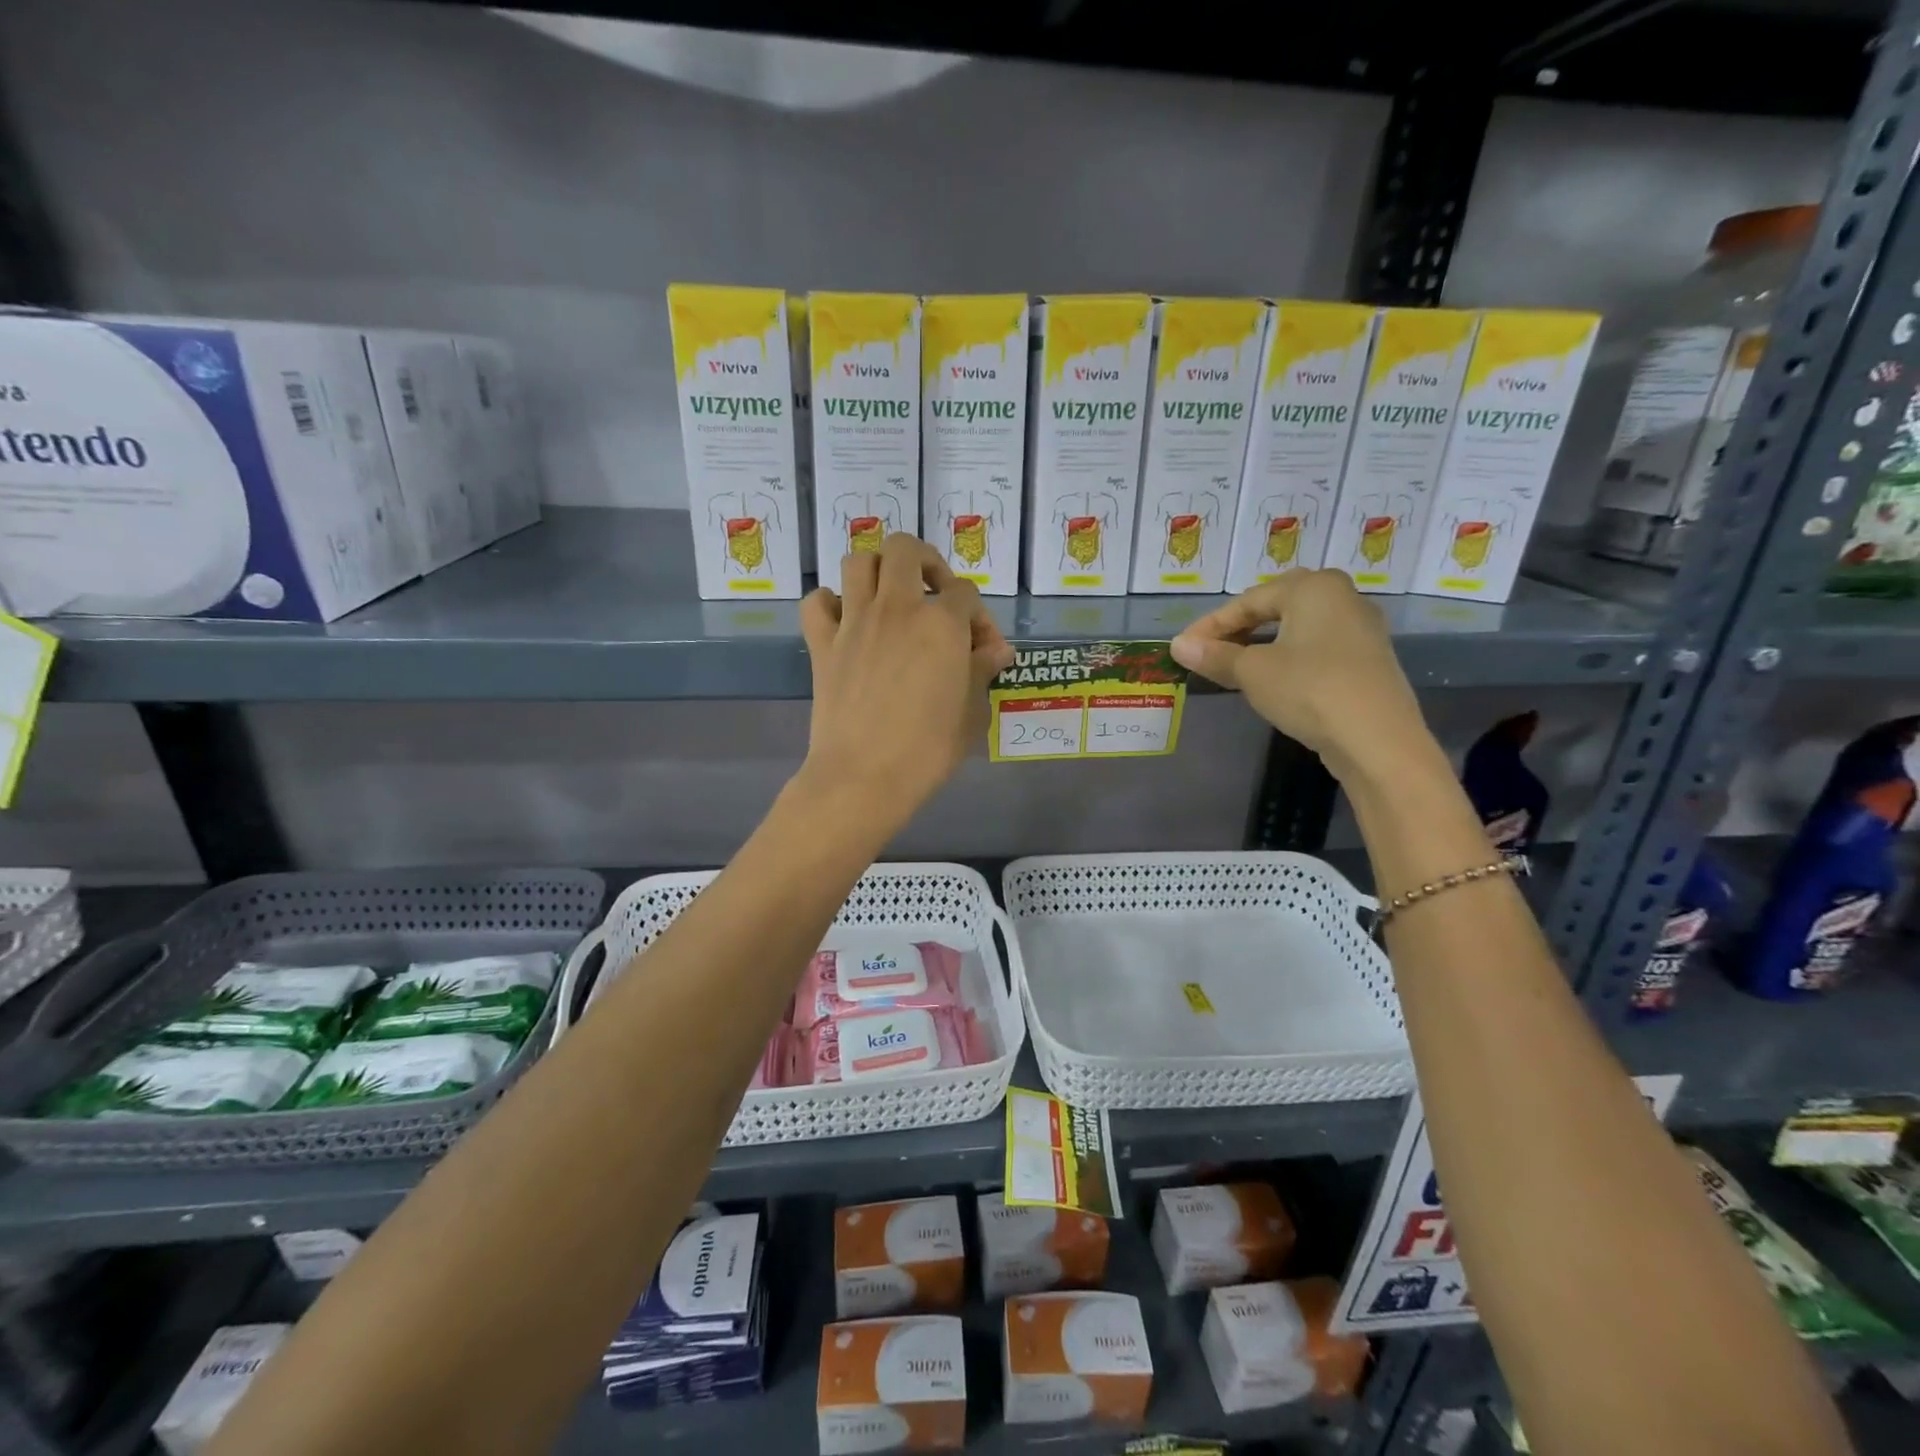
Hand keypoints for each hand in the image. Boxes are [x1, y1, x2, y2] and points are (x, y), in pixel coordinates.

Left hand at [798, 535, 1014, 834]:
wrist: (863, 778)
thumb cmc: (927, 750)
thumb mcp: (971, 712)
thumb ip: (982, 671)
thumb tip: (996, 650)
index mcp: (940, 623)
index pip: (966, 594)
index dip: (980, 619)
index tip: (984, 651)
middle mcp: (896, 608)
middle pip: (906, 549)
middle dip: (926, 562)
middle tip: (934, 594)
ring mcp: (853, 622)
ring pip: (859, 562)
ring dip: (878, 571)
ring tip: (891, 599)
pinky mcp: (822, 643)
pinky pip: (817, 602)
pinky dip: (830, 603)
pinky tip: (846, 622)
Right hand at [1170, 569, 1436, 784]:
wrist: (1377, 740)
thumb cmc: (1309, 690)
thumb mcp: (1252, 673)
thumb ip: (1215, 656)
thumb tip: (1178, 646)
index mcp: (1314, 588)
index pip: (1248, 601)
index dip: (1210, 625)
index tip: (1182, 647)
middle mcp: (1343, 597)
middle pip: (1276, 606)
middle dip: (1239, 628)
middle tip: (1209, 650)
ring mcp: (1361, 630)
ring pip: (1298, 628)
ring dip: (1263, 644)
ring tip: (1235, 665)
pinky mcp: (1368, 660)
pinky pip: (1317, 647)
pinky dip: (1288, 657)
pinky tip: (1273, 679)